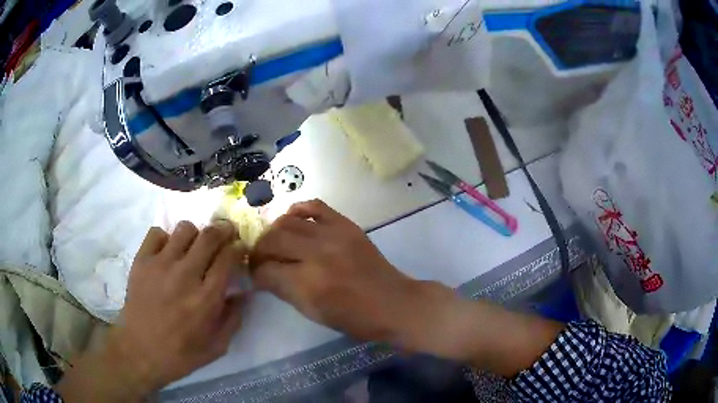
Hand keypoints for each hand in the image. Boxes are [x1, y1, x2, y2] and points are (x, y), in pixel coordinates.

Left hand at [57, 221, 247, 401]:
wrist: (136, 353)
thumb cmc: (178, 355)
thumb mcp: (214, 347)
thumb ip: (230, 318)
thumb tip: (241, 292)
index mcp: (203, 297)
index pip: (228, 256)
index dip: (237, 245)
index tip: (240, 245)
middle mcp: (183, 275)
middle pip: (207, 234)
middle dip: (220, 231)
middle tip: (221, 237)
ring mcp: (158, 265)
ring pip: (182, 229)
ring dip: (191, 235)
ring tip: (190, 249)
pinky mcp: (141, 262)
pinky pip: (157, 234)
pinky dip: (164, 239)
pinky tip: (165, 253)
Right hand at [251, 200, 563, 378]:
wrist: (395, 303)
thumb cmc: (356, 319)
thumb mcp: (314, 313)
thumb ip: (286, 290)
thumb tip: (265, 274)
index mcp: (308, 283)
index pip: (267, 270)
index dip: (255, 273)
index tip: (253, 275)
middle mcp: (317, 253)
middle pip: (273, 240)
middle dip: (259, 250)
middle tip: (257, 258)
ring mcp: (333, 234)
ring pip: (288, 221)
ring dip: (274, 231)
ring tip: (272, 241)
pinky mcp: (346, 225)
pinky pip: (315, 206)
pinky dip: (298, 210)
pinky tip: (292, 219)